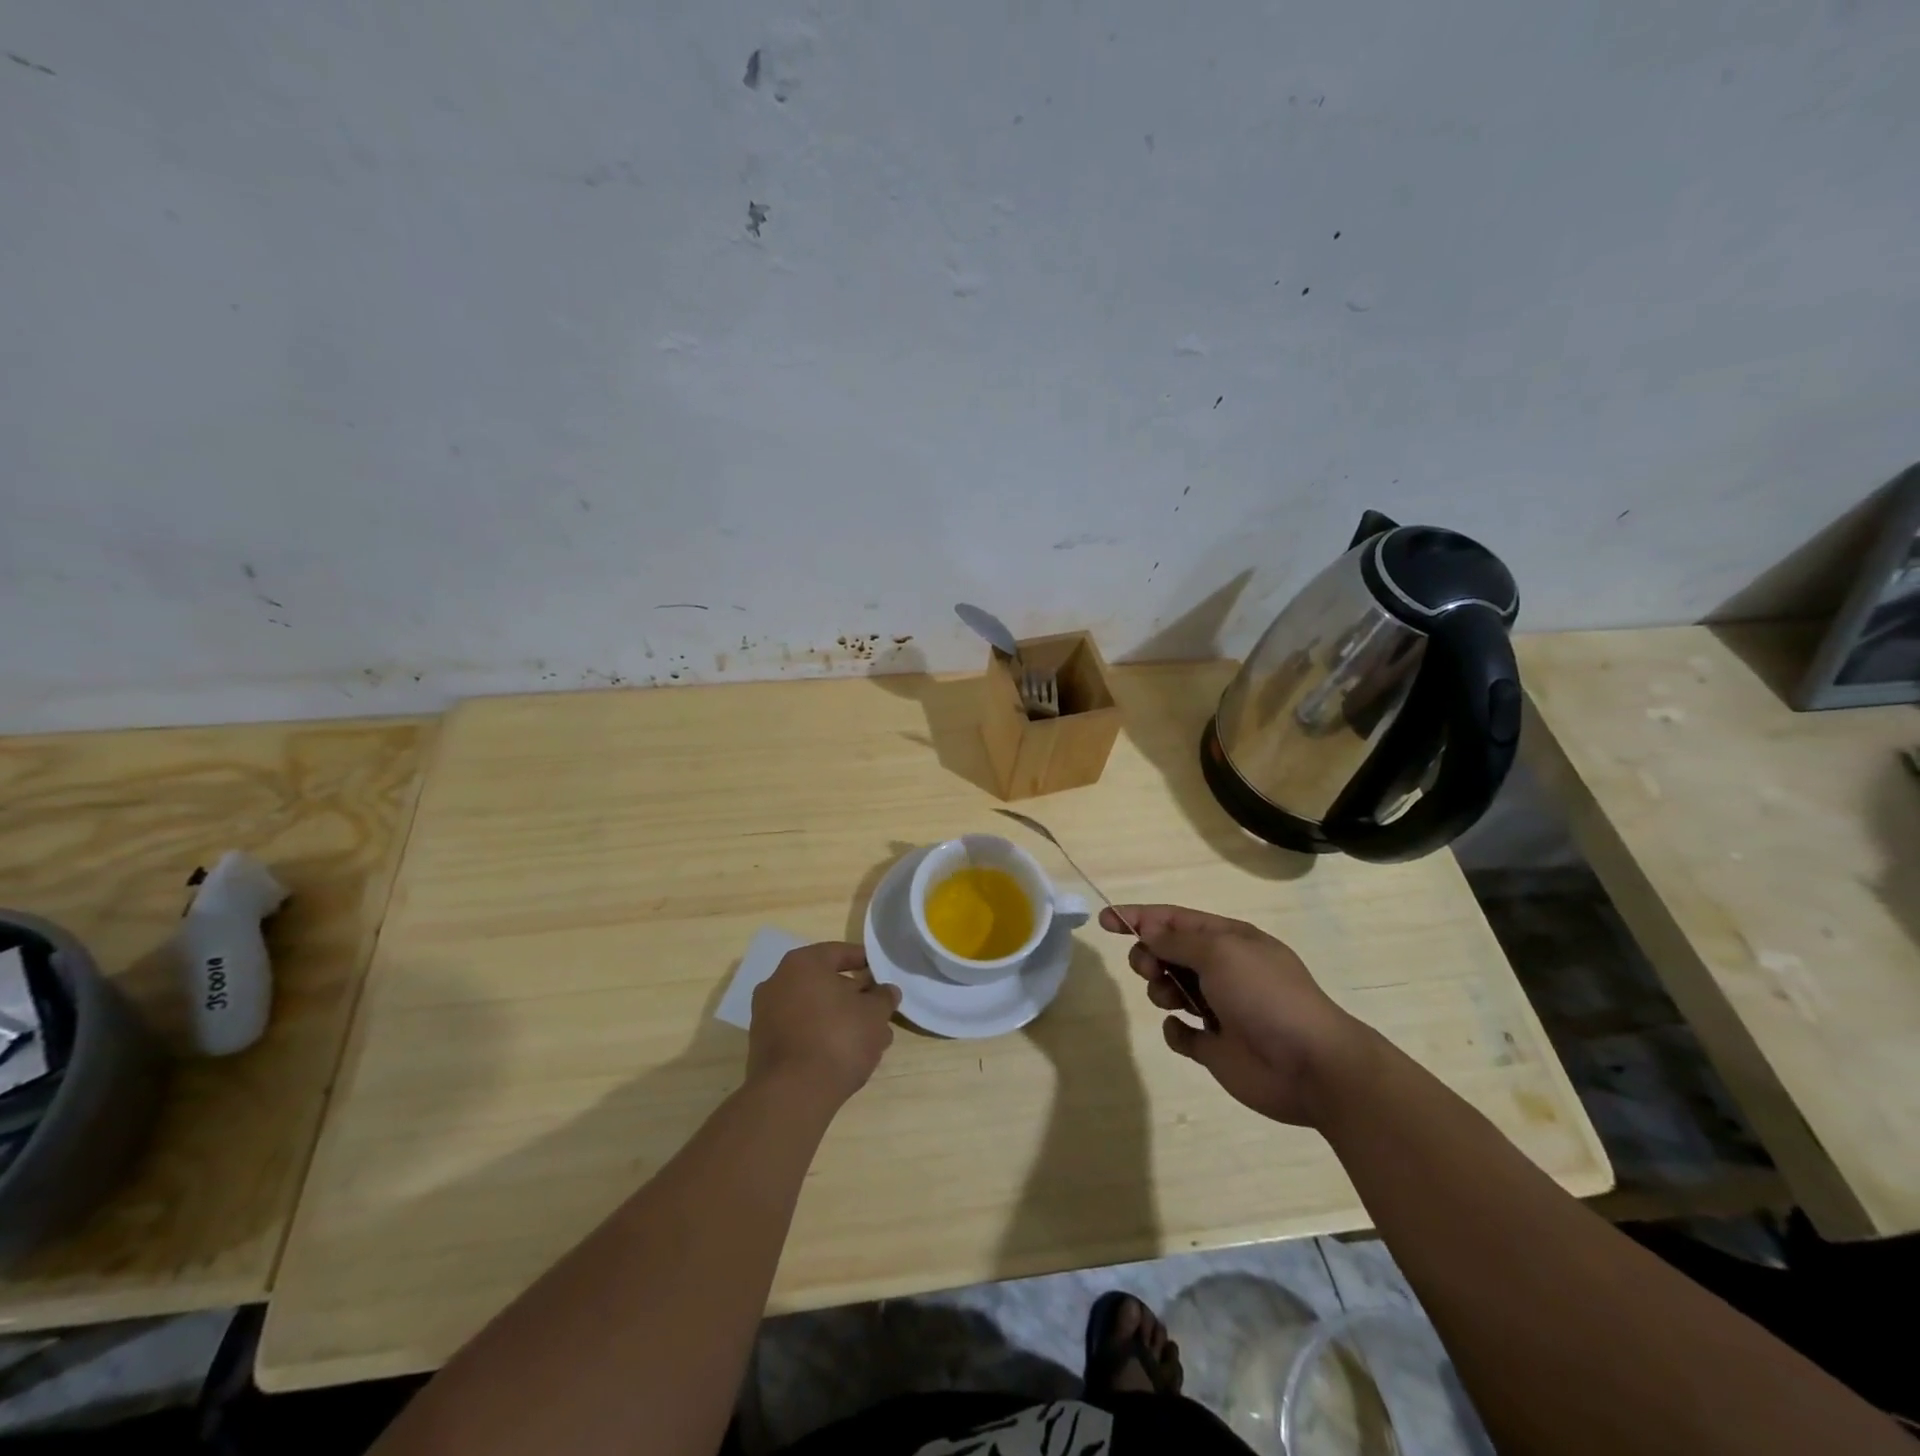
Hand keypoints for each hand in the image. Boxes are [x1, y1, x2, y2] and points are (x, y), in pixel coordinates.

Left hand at [748, 942, 900, 1108]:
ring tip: (870, 1041)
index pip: (840, 952)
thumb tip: (886, 991)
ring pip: (815, 1009)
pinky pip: (801, 1031)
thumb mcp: (874, 1014)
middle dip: (855, 997)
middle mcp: (778, 982)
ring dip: (842, 1020)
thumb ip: (883, 997)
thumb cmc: (837, 1038)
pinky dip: (822, 1036)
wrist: (792, 1094)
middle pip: (826, 982)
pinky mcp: (764, 1046)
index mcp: (803, 963)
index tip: (882, 974)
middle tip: (878, 1012)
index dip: (865, 962)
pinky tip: (845, 1055)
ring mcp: (766, 1014)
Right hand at [1102, 905, 1373, 1127]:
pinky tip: (1185, 1032)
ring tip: (1171, 1000)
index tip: (1106, 920)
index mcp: (1229, 940)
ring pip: (1171, 989)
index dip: (1139, 917)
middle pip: (1169, 953)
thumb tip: (1149, 932)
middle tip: (1148, 968)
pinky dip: (1176, 1030)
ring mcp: (1219, 1009)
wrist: (1311, 1064)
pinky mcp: (1215, 1047)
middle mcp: (1223, 970)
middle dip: (1149, 955)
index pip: (1175, 920)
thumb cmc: (1266, 995)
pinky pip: (1180, 1032)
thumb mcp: (1220, 953)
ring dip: (1161, 989)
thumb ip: (1178, 941)